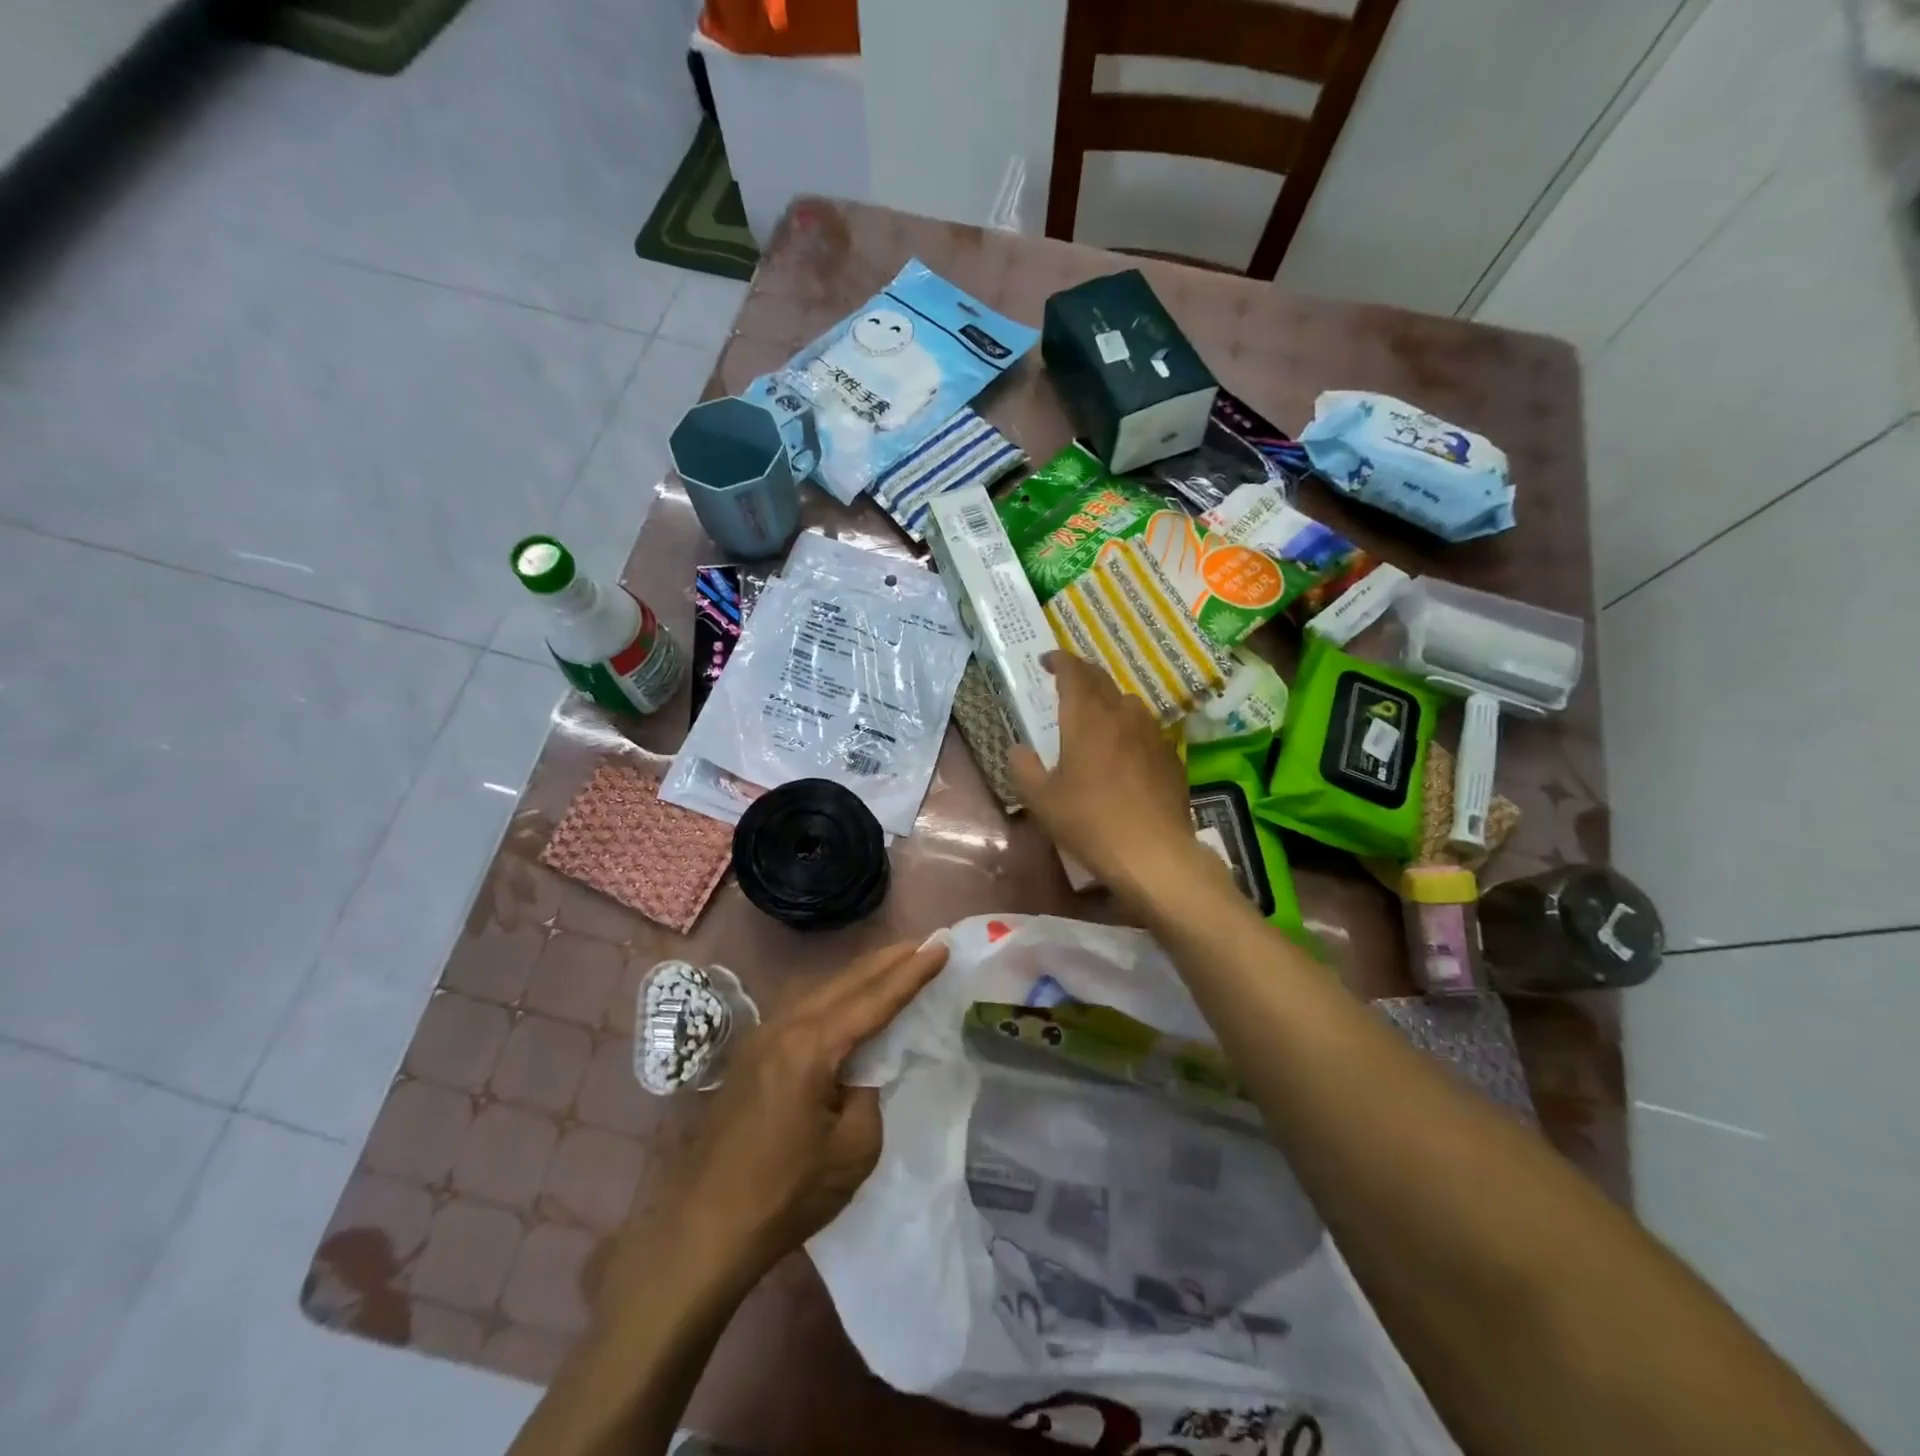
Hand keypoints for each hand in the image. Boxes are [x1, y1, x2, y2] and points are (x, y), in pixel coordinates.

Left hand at [654, 941, 948, 1279]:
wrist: (704, 1230)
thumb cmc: (786, 1195)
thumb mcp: (853, 1150)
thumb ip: (868, 1092)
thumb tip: (861, 1068)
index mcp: (811, 1047)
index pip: (874, 1000)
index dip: (911, 974)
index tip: (941, 947)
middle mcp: (784, 1028)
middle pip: (846, 981)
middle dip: (888, 960)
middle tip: (923, 944)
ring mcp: (762, 1038)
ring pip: (822, 990)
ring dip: (861, 975)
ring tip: (895, 962)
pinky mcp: (752, 1055)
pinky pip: (804, 1009)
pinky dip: (836, 996)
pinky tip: (849, 1000)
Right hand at [1009, 650, 1216, 902]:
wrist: (1154, 852)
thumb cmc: (1090, 822)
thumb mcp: (1042, 800)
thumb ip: (1024, 768)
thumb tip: (1018, 750)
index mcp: (1086, 719)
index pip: (1073, 673)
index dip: (1060, 661)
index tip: (1047, 661)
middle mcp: (1121, 715)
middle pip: (1102, 680)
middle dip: (1082, 674)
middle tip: (1067, 680)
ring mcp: (1151, 734)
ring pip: (1128, 702)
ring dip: (1108, 699)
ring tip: (1096, 714)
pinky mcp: (1170, 756)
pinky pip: (1146, 729)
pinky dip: (1129, 727)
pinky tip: (1125, 750)